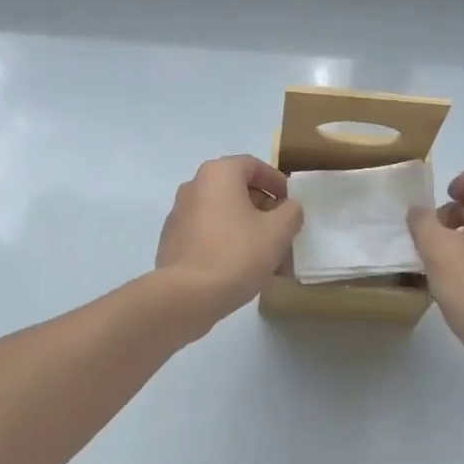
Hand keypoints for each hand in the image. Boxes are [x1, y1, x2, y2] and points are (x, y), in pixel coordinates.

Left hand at [153, 156, 303, 334]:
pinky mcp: (173, 241)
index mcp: (218, 174)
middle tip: (282, 231)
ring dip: (247, 229)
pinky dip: (227, 242)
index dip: (277, 182)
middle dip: (264, 210)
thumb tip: (288, 207)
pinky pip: (208, 233)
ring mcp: (179, 214)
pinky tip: (243, 269)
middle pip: (237, 190)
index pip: (253, 166)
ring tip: (268, 256)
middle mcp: (194, 186)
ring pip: (223, 214)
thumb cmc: (236, 254)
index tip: (291, 203)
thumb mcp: (278, 231)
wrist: (185, 296)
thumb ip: (291, 212)